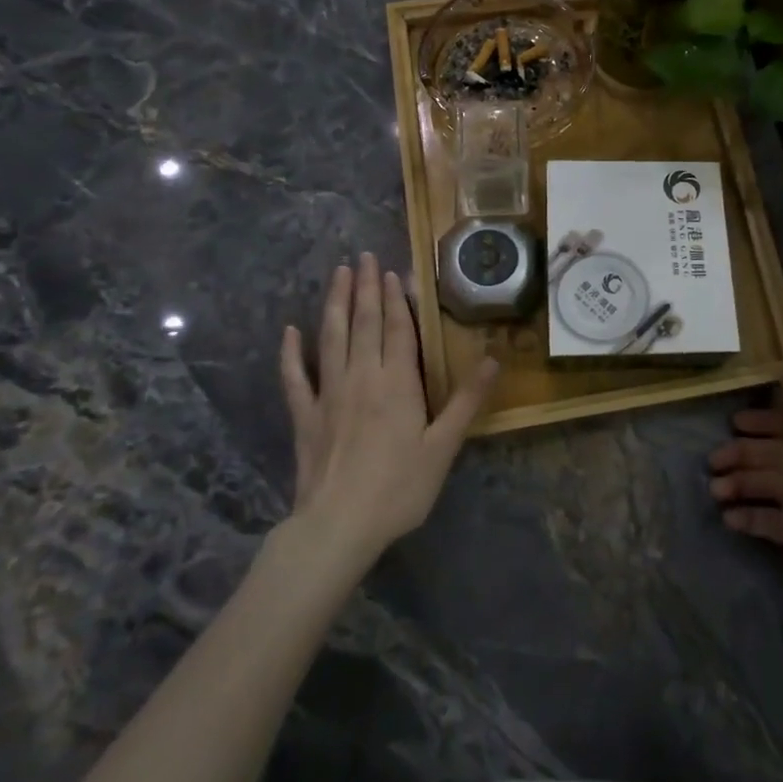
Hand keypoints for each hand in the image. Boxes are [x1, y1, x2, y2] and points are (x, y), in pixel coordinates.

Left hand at [280, 253, 498, 562]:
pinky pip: (294, 377)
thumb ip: (466, 400)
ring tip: (337, 274)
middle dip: (365, 288)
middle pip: (363, 323)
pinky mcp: (304, 415)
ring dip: (334, 303)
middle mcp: (361, 377)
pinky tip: (289, 332)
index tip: (391, 271)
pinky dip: (291, 353)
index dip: (396, 299)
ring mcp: (328, 394)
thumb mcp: (443, 447)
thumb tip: (492, 359)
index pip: (397, 330)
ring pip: (331, 337)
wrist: (338, 525)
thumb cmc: (399, 488)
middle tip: (363, 256)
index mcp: (397, 383)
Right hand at [708, 381, 782, 599]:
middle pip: (782, 454)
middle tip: (712, 460)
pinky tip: (728, 518)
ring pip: (774, 485)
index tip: (734, 423)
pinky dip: (751, 514)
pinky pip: (774, 517)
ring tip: (714, 493)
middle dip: (744, 456)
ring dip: (741, 485)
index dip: (765, 420)